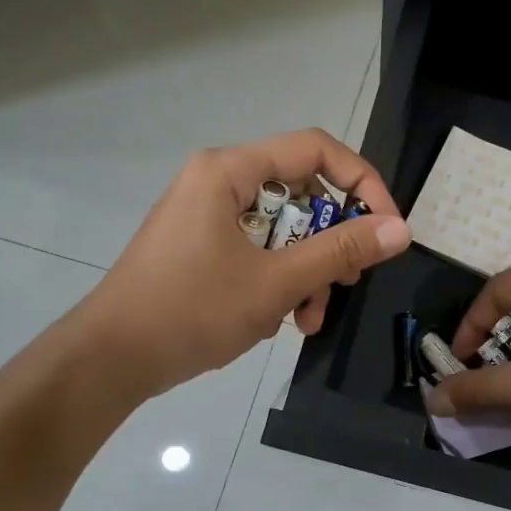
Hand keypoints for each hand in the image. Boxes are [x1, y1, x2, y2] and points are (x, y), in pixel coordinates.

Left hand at [81, 130, 409, 398]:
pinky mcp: (202, 248)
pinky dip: (278, 282)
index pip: (316, 150)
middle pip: (301, 194)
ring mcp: (208, 217)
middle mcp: (219, 183)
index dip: (362, 183)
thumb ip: (339, 251)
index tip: (386, 228)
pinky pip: (258, 251)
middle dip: (330, 243)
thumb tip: (400, 229)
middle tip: (345, 282)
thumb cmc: (191, 311)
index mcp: (230, 171)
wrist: (111, 359)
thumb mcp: (275, 282)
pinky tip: (279, 322)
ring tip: (308, 320)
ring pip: (283, 230)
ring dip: (306, 273)